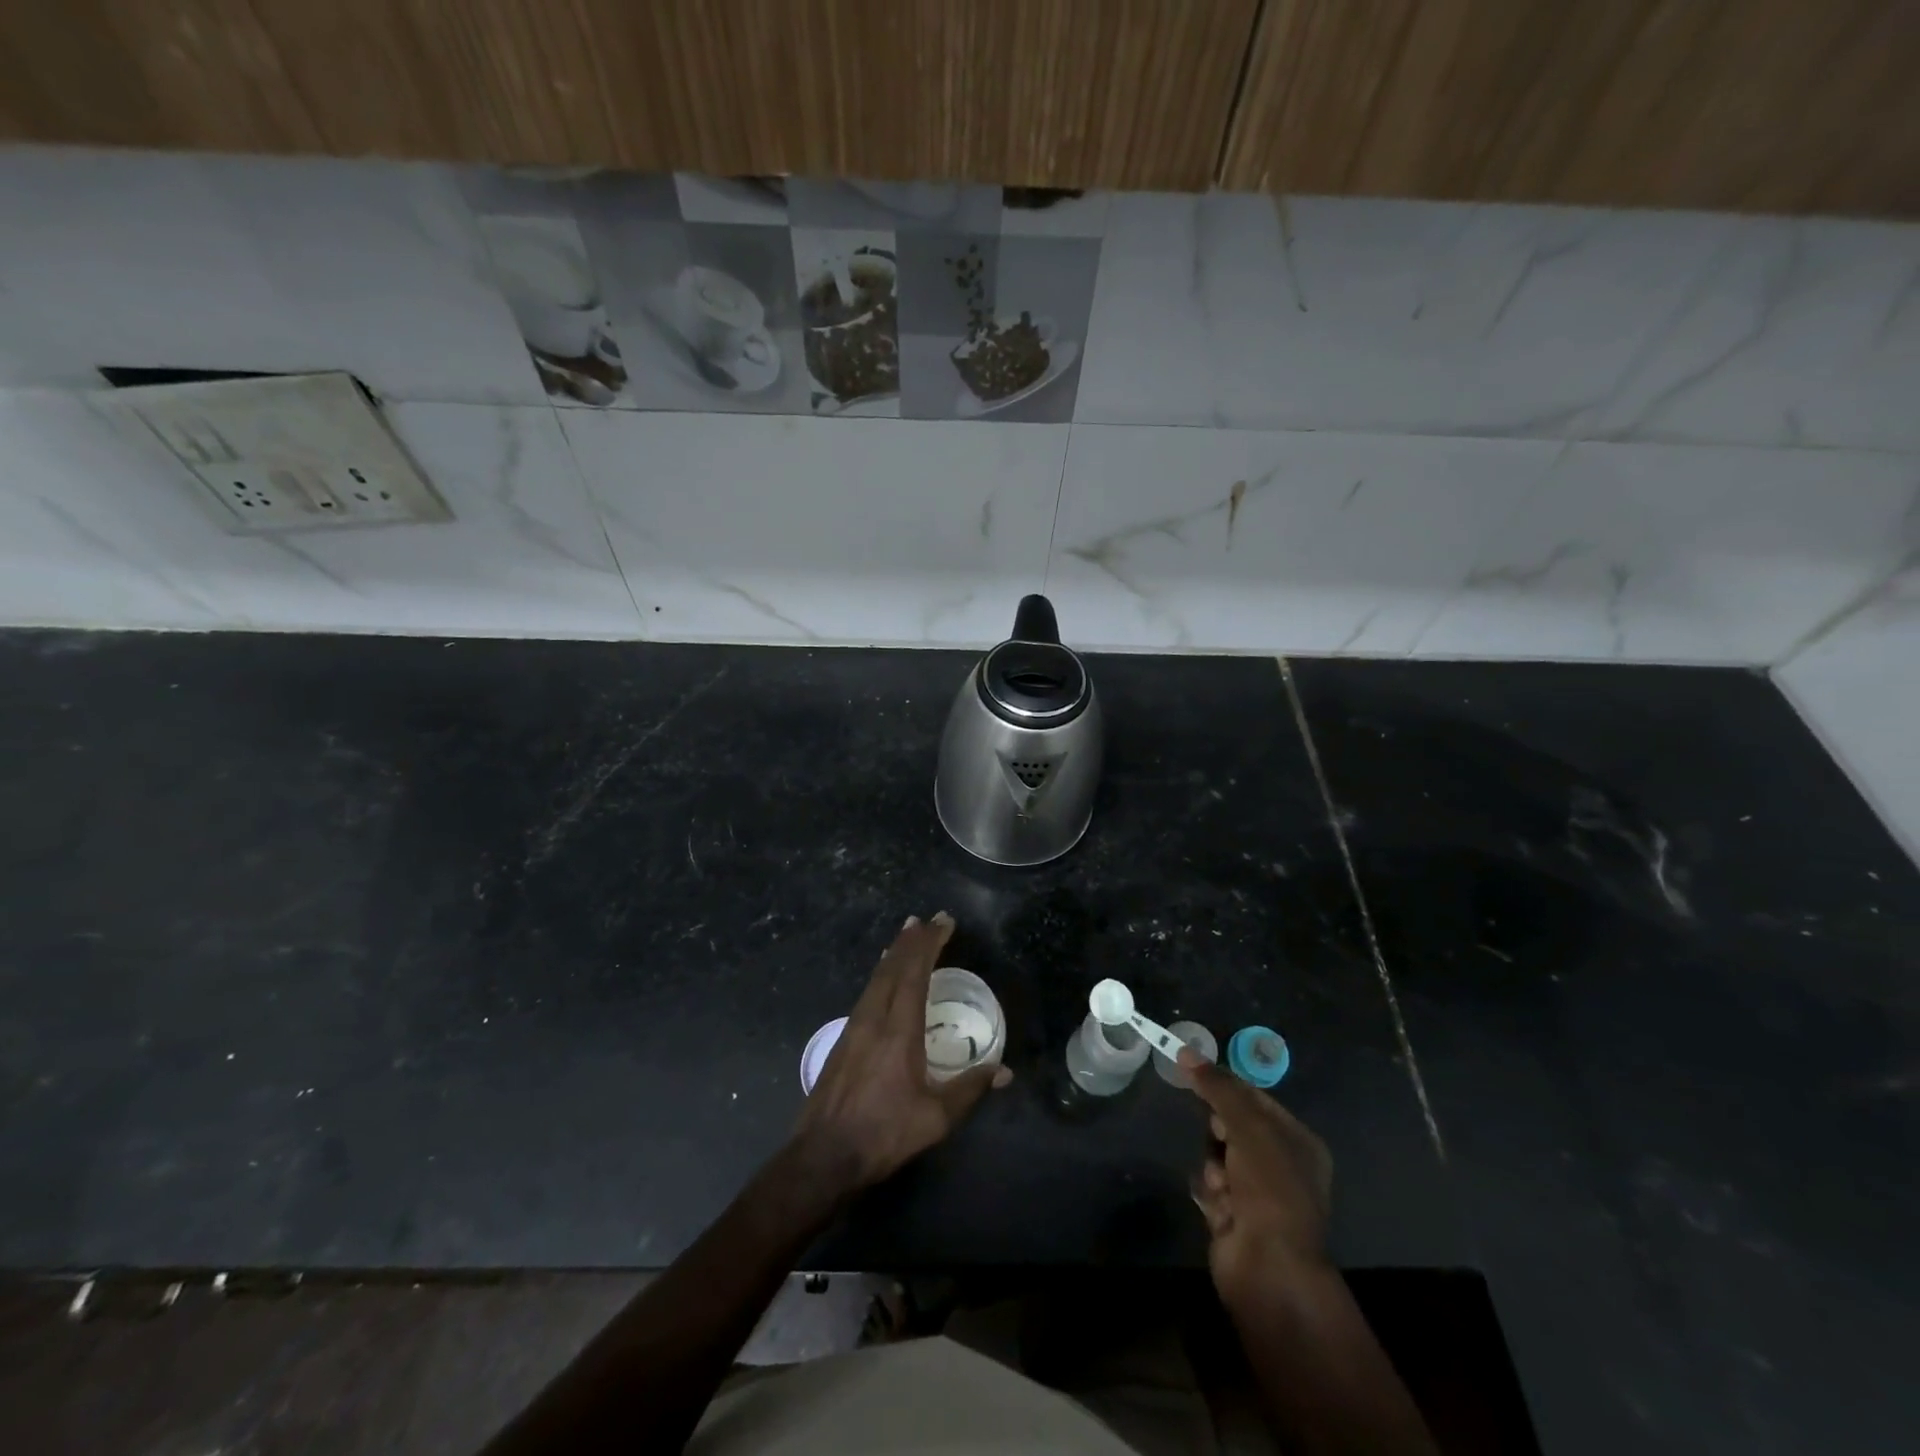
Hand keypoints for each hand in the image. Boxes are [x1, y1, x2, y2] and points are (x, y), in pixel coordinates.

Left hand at [791, 912, 1011, 1193]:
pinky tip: (882, 977)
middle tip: (927, 919)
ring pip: (876, 978)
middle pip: (893, 968)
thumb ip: (970, 1089)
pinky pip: (866, 993)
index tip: (943, 922)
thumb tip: (1004, 1071)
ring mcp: (854, 1027)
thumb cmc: (883, 1134)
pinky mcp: (842, 1040)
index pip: (915, 974)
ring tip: (906, 935)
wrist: (823, 1156)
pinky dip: (880, 974)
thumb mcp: (935, 1117)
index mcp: (898, 1031)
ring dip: (893, 954)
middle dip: (912, 941)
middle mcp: (874, 1019)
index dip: (930, 944)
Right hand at [1183, 1050, 1333, 1308]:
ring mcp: (1259, 1195)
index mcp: (1298, 1142)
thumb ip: (1217, 1087)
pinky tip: (1217, 1207)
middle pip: (1233, 1126)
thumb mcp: (1247, 1125)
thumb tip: (1185, 1051)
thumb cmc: (1270, 1187)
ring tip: (1221, 1186)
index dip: (1226, 1086)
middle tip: (1219, 1140)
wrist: (1268, 1266)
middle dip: (1219, 1132)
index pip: (1255, 1099)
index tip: (1194, 1074)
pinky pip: (1211, 1186)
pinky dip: (1210, 1192)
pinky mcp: (1235, 1217)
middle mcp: (1282, 1166)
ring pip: (1217, 1156)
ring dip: (1213, 1166)